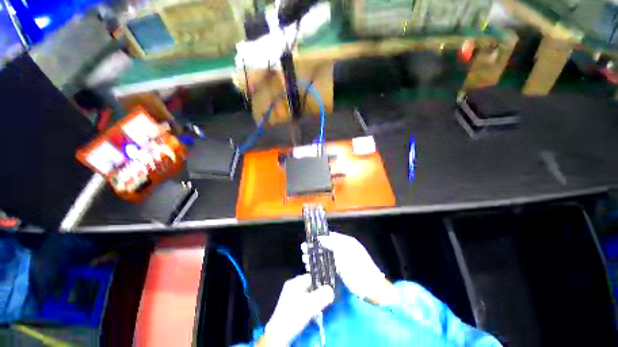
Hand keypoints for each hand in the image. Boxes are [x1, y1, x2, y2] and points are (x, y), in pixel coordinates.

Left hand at [260, 274, 333, 346]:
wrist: (279, 334)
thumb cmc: (294, 314)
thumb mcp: (311, 304)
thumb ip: (322, 295)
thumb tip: (331, 290)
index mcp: (294, 282)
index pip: (311, 277)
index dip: (320, 283)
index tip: (327, 290)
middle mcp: (291, 287)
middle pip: (309, 287)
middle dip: (317, 294)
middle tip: (324, 301)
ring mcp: (289, 298)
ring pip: (306, 296)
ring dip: (314, 302)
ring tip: (318, 309)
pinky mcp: (289, 308)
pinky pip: (302, 304)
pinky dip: (308, 308)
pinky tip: (311, 315)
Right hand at [302, 232, 396, 304]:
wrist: (372, 289)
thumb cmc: (359, 269)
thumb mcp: (345, 254)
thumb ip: (332, 244)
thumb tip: (320, 237)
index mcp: (347, 242)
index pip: (331, 236)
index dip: (319, 237)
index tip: (309, 239)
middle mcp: (345, 249)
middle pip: (327, 246)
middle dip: (315, 248)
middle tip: (303, 250)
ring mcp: (344, 261)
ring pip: (326, 256)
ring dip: (316, 257)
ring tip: (305, 260)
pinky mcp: (342, 271)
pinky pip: (329, 265)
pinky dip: (321, 266)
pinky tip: (313, 268)